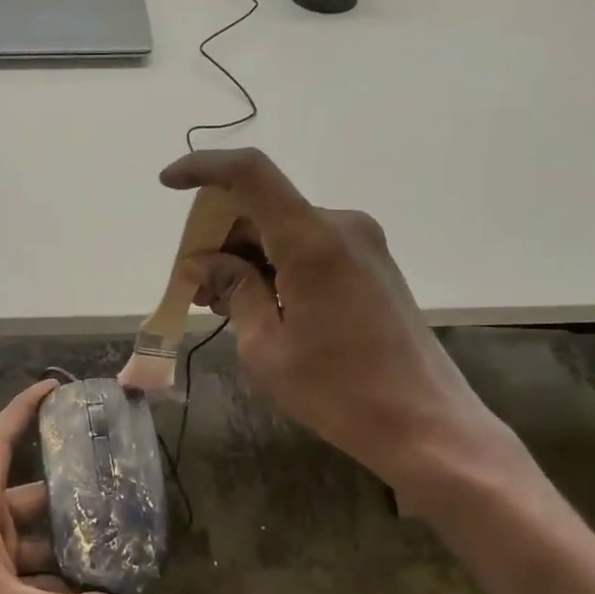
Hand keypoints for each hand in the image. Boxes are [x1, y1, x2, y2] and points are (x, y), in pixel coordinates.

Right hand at [160, 148, 519, 497]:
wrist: (426, 425)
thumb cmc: (338, 391)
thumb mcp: (265, 346)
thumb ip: (232, 290)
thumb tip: (200, 262)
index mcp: (311, 240)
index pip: (250, 174)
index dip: (203, 168)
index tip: (168, 184)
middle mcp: (341, 226)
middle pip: (262, 207)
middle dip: (219, 237)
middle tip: (193, 287)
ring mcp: (362, 243)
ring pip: (283, 229)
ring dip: (246, 255)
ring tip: (222, 305)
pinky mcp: (371, 264)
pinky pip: (308, 247)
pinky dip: (275, 265)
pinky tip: (260, 304)